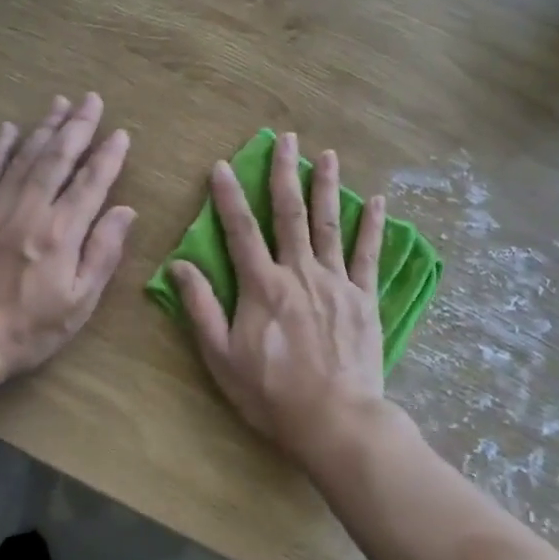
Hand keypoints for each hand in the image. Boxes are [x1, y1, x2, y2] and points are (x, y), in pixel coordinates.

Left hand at [0, 93, 134, 384]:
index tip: (120, 133)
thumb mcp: (79, 303)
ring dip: (44, 128)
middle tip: (91, 99)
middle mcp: (31, 209)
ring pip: (25, 157)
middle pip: (58, 158)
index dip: (108, 156)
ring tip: (60, 103)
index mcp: (62, 232)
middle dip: (78, 126)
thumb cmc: (27, 329)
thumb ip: (103, 253)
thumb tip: (126, 211)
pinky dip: (0, 148)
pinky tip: (9, 130)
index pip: (91, 183)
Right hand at [169, 132, 387, 464]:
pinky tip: (377, 200)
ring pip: (330, 224)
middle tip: (286, 139)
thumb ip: (201, 307)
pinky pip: (369, 255)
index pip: (240, 229)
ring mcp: (336, 282)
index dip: (229, 195)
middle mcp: (299, 272)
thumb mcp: (221, 356)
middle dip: (285, 173)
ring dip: (327, 186)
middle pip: (290, 213)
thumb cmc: (270, 393)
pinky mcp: (364, 298)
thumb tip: (181, 265)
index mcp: (262, 285)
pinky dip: (373, 226)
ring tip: (327, 154)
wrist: (334, 420)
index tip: (222, 165)